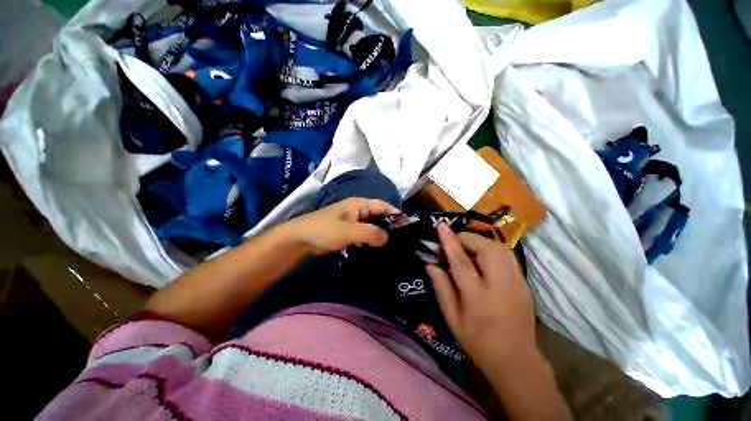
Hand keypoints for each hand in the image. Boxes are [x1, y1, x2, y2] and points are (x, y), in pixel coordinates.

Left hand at [286, 198, 399, 253]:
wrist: (301, 239)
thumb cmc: (324, 230)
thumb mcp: (348, 231)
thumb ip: (369, 233)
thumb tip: (388, 238)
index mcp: (359, 204)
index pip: (383, 206)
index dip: (396, 214)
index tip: (408, 227)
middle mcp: (359, 210)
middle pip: (380, 216)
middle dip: (391, 226)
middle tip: (403, 240)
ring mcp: (354, 221)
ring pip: (373, 226)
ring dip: (382, 234)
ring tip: (394, 246)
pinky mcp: (349, 231)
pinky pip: (365, 234)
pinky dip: (372, 239)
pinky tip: (378, 249)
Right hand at [426, 224, 535, 367]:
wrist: (516, 360)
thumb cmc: (478, 342)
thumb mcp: (452, 319)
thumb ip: (441, 288)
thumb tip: (430, 265)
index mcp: (478, 298)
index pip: (462, 261)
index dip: (450, 241)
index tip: (441, 226)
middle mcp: (501, 286)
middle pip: (486, 249)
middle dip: (468, 238)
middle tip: (454, 240)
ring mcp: (517, 283)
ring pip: (500, 249)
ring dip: (481, 241)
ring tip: (467, 246)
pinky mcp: (524, 283)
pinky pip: (507, 255)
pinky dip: (492, 248)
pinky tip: (482, 256)